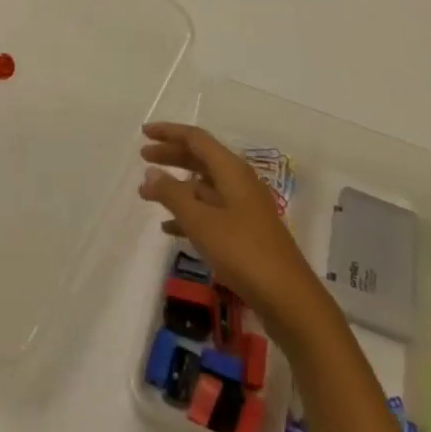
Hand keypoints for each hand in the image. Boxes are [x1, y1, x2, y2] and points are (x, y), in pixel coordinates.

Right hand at [139, 122, 336, 342]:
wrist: (288, 298)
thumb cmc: (243, 252)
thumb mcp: (201, 222)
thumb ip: (173, 194)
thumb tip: (151, 172)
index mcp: (232, 170)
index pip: (196, 139)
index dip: (169, 132)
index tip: (144, 133)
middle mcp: (239, 182)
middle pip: (200, 158)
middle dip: (171, 156)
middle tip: (142, 158)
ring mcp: (243, 207)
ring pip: (203, 186)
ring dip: (176, 187)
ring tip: (147, 194)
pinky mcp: (244, 231)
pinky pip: (210, 211)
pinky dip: (189, 213)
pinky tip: (168, 228)